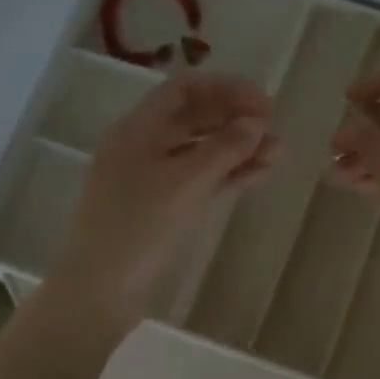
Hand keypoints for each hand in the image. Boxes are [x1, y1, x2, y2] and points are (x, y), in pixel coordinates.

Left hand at [55, 73, 276, 329]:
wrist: (101, 289)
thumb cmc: (138, 227)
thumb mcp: (185, 183)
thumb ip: (224, 148)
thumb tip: (256, 122)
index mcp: (137, 128)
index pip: (185, 89)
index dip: (227, 90)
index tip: (265, 105)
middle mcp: (142, 146)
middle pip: (194, 118)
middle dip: (235, 120)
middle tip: (274, 129)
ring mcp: (151, 179)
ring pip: (199, 153)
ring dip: (237, 150)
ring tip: (278, 155)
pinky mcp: (160, 209)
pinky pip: (198, 181)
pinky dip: (227, 176)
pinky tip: (258, 175)